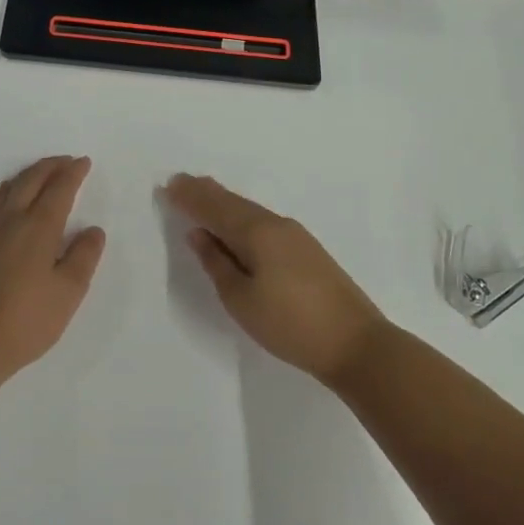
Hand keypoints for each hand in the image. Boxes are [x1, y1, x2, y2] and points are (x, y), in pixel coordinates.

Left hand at [0, 156, 106, 379]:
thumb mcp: (68, 292)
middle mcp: (11, 219)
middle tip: (66, 161)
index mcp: (38, 227)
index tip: (83, 162)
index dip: (73, 173)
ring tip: (42, 172)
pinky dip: (6, 189)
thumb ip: (83, 257)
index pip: (59, 189)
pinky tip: (7, 196)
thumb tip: (92, 229)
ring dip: (28, 174)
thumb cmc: (26, 320)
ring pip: (9, 188)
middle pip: (31, 180)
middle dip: (51, 166)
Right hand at [165, 173, 388, 385]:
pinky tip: (237, 222)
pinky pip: (263, 221)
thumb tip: (199, 234)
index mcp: (256, 233)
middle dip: (205, 193)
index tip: (168, 186)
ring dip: (224, 202)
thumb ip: (216, 263)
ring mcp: (295, 236)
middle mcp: (276, 224)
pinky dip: (241, 215)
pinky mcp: (307, 250)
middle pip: (233, 203)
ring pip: (250, 210)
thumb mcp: (241, 300)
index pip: (214, 208)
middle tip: (181, 181)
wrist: (355, 343)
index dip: (190, 198)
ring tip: (203, 194)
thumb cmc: (290, 324)